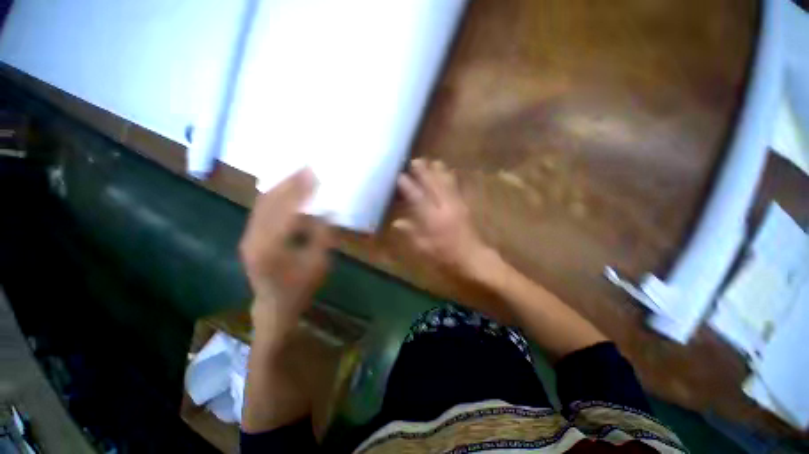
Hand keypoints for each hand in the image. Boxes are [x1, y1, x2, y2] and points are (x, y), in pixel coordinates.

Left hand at [239, 168, 331, 339]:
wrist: (274, 307)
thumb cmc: (300, 288)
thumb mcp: (319, 263)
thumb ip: (323, 236)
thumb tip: (328, 211)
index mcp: (271, 247)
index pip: (287, 209)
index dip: (301, 190)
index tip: (313, 173)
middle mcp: (254, 238)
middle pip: (270, 202)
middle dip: (288, 182)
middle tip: (305, 167)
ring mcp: (248, 237)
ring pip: (262, 204)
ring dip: (280, 187)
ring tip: (296, 174)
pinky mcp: (250, 238)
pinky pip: (261, 211)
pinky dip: (274, 197)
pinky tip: (285, 190)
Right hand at [394, 159, 493, 279]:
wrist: (472, 258)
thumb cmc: (445, 255)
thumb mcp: (423, 248)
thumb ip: (410, 232)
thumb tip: (397, 222)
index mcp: (432, 218)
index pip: (417, 196)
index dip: (407, 185)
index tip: (399, 175)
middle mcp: (444, 206)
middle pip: (432, 184)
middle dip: (423, 171)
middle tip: (414, 161)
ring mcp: (456, 204)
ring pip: (446, 181)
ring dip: (437, 170)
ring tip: (431, 161)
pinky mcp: (464, 205)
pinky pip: (456, 186)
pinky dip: (450, 177)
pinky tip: (447, 171)